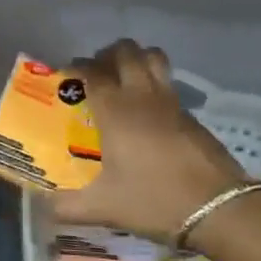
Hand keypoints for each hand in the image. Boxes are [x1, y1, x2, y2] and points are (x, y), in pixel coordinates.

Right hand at [49, 40, 249, 243]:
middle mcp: (142, 97)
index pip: (92, 72)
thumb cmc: (154, 201)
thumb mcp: (103, 208)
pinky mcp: (191, 115)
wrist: (217, 208)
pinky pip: (168, 83)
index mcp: (116, 111)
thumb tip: (43, 206)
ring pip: (154, 58)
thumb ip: (66, 206)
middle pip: (127, 52)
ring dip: (136, 58)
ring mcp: (171, 102)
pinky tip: (148, 111)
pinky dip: (154, 83)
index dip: (76, 67)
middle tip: (95, 72)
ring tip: (123, 78)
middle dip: (107, 54)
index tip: (65, 75)